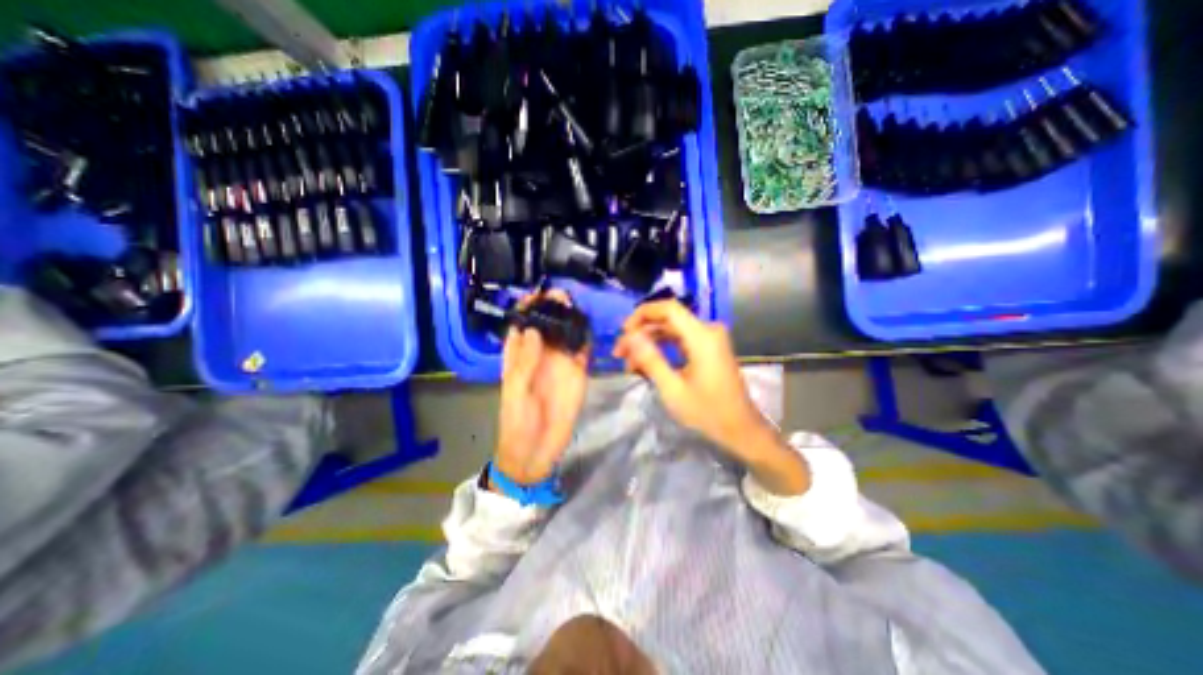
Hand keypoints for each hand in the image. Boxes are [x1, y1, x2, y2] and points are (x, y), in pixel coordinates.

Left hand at [496, 289, 590, 484]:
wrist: (537, 450)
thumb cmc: (517, 421)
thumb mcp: (515, 390)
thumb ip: (525, 361)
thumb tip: (533, 328)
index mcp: (519, 356)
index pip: (521, 325)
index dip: (527, 309)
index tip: (536, 294)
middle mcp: (540, 355)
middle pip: (547, 325)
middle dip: (553, 309)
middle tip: (562, 297)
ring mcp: (560, 363)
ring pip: (567, 335)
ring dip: (571, 320)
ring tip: (576, 308)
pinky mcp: (578, 373)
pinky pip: (583, 351)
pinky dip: (586, 339)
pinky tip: (589, 329)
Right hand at [615, 303, 775, 460]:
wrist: (740, 429)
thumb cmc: (707, 412)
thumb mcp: (673, 389)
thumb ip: (650, 359)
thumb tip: (630, 336)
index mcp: (702, 336)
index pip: (668, 308)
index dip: (642, 314)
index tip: (623, 331)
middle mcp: (708, 331)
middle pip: (667, 320)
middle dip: (641, 334)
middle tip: (620, 353)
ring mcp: (710, 339)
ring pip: (671, 331)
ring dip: (649, 343)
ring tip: (629, 364)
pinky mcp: (708, 349)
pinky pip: (680, 341)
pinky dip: (662, 350)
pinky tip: (646, 365)